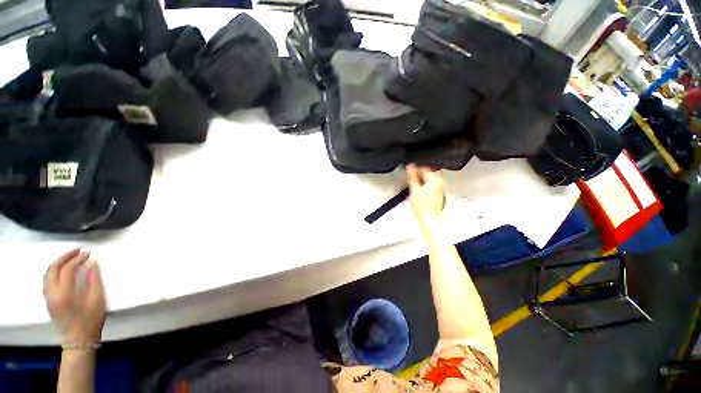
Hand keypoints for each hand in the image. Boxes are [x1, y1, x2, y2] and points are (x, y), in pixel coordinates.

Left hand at [43, 249, 105, 343]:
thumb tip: (93, 263)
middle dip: (65, 257)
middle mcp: (51, 293)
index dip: (78, 259)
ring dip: (58, 263)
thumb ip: (94, 280)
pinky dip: (54, 271)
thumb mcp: (97, 300)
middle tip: (78, 251)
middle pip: (53, 268)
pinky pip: (47, 280)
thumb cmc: (91, 320)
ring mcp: (48, 297)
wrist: (79, 340)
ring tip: (70, 258)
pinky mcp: (49, 300)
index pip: (68, 269)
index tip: (89, 253)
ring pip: (47, 274)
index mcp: (64, 293)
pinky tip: (63, 271)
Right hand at [407, 164, 444, 231]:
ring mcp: (440, 188)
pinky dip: (425, 186)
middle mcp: (440, 183)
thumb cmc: (423, 207)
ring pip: (429, 180)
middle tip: (410, 178)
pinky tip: (419, 192)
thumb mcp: (414, 190)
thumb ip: (412, 177)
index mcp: (435, 180)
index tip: (409, 169)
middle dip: (418, 175)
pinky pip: (431, 185)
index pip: (424, 168)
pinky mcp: (439, 193)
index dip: (415, 169)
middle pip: (427, 174)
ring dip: (421, 181)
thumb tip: (410, 168)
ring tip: (414, 186)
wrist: (430, 218)